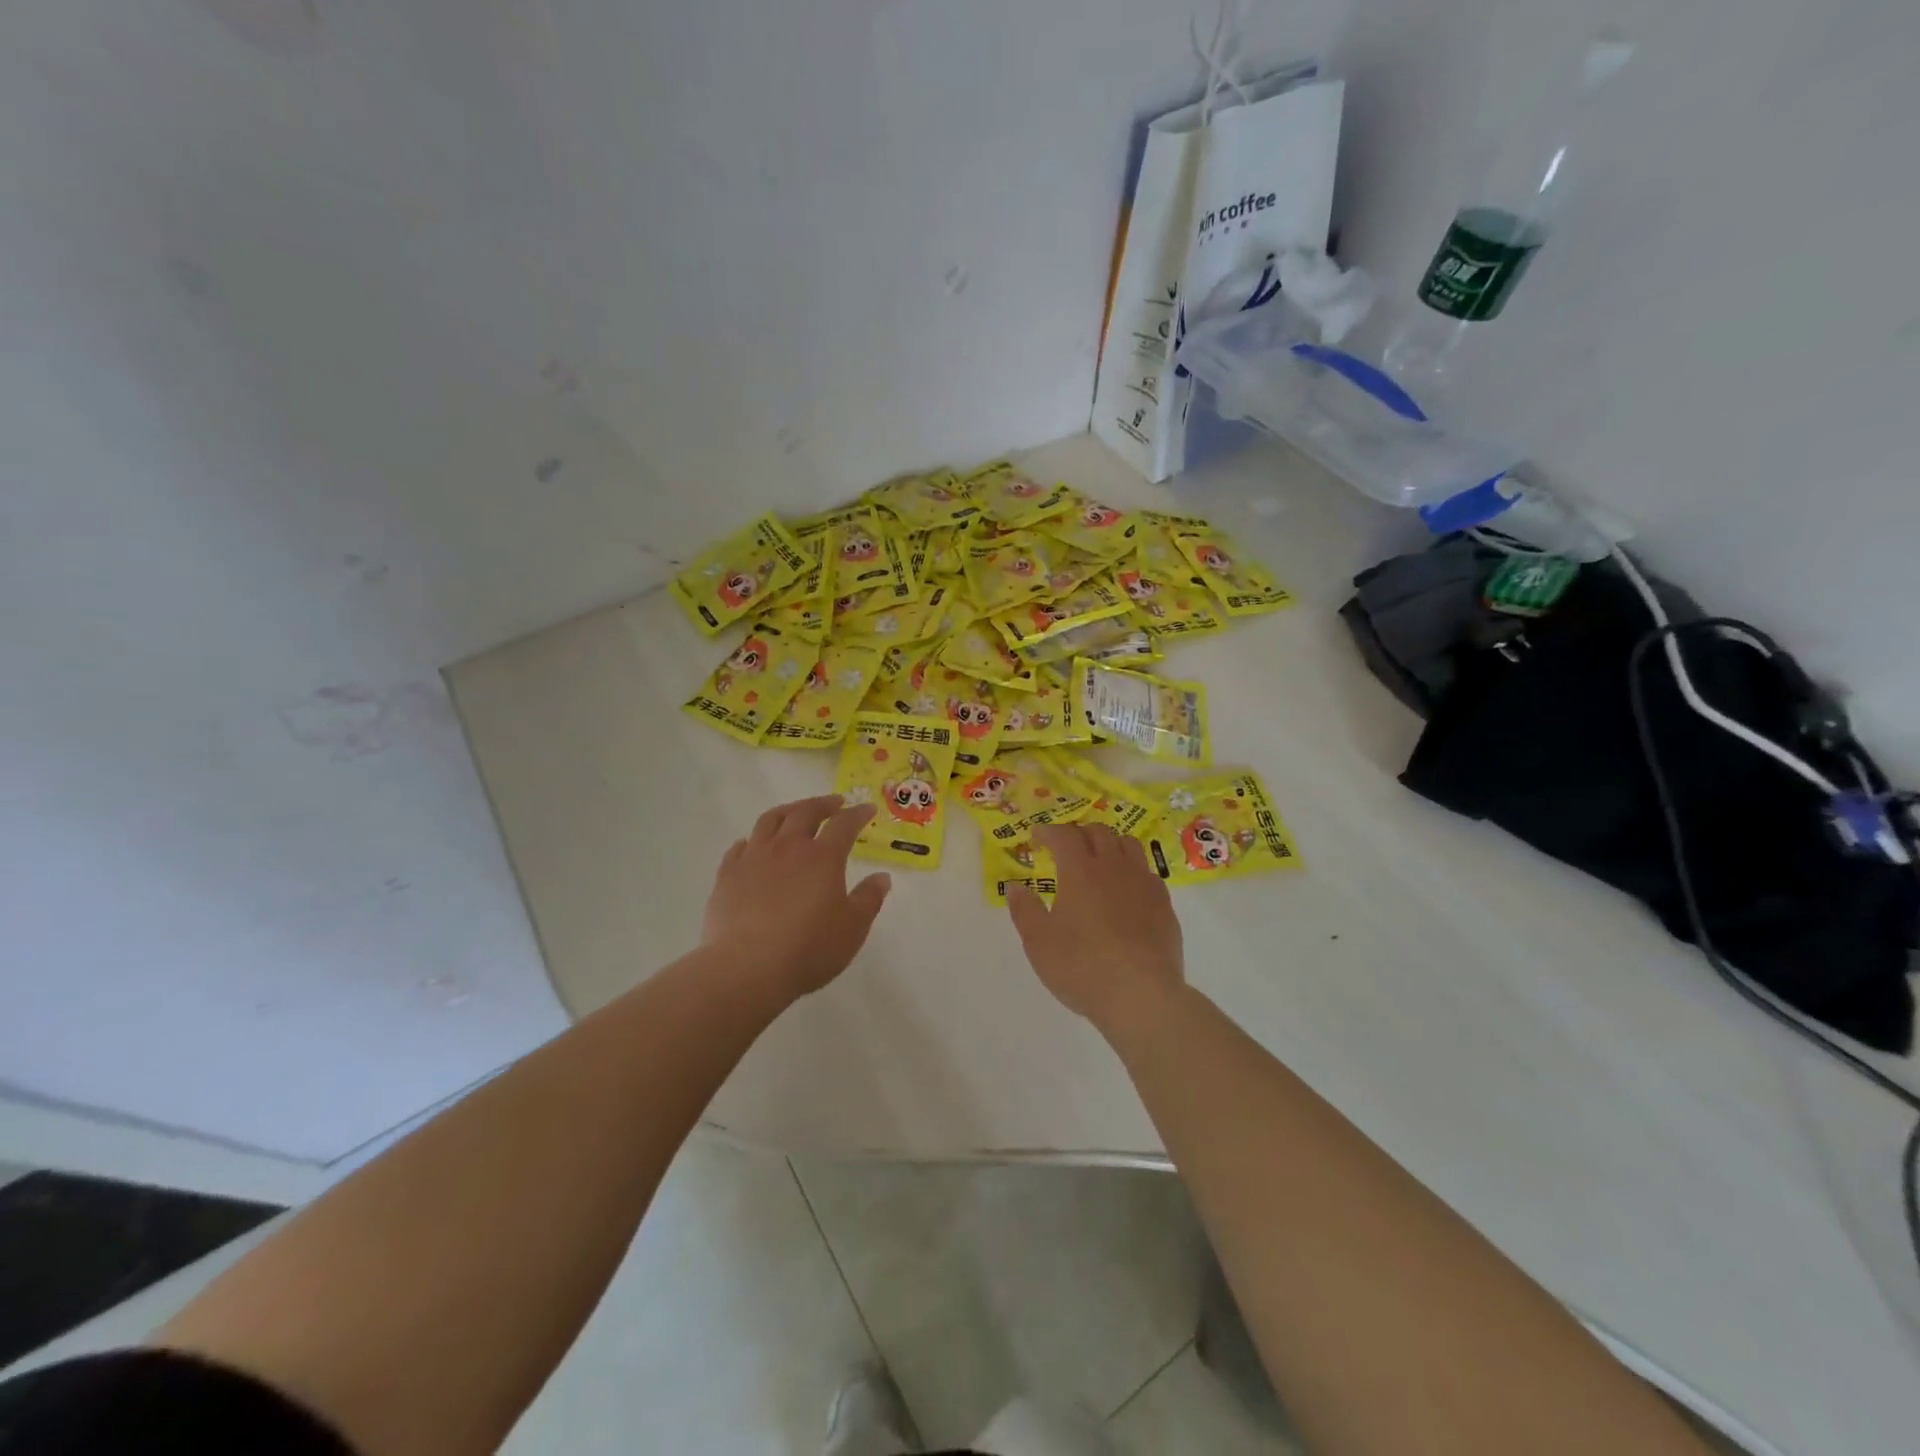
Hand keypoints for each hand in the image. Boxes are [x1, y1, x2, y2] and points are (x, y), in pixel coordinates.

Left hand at [703, 795, 891, 1001]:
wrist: (746, 968)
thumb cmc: (809, 948)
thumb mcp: (853, 928)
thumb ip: (869, 899)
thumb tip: (882, 877)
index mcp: (823, 857)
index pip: (844, 824)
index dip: (858, 814)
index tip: (867, 809)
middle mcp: (788, 848)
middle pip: (805, 812)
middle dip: (823, 804)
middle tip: (834, 803)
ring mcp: (754, 858)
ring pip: (770, 820)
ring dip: (788, 811)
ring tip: (796, 813)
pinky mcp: (728, 875)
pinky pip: (740, 846)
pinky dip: (753, 839)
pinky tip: (754, 845)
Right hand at [1004, 823, 1185, 1034]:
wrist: (1141, 994)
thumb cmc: (1081, 966)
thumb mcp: (1038, 942)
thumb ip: (1025, 910)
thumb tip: (1015, 887)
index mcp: (1080, 871)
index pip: (1064, 835)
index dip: (1049, 831)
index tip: (1038, 835)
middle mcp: (1114, 867)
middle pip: (1099, 832)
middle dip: (1080, 832)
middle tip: (1067, 846)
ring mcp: (1144, 884)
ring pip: (1129, 845)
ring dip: (1110, 844)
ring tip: (1100, 859)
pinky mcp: (1164, 905)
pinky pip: (1147, 873)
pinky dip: (1132, 871)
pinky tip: (1127, 891)